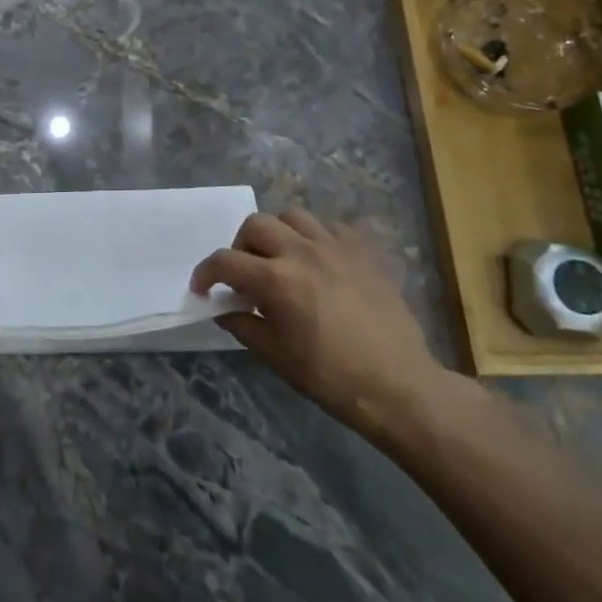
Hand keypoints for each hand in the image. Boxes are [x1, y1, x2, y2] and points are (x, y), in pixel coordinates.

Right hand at [192, 210, 448, 441]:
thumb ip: (244, 325)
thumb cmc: (331, 377)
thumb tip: (224, 310)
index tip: (203, 288)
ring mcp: (336, 247)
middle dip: (241, 246)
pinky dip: (315, 237)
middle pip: (256, 224)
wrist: (398, 386)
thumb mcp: (276, 357)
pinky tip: (318, 260)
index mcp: (276, 280)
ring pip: (293, 215)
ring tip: (280, 258)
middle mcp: (302, 252)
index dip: (206, 273)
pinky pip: (331, 227)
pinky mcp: (363, 252)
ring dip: (277, 232)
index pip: (225, 261)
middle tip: (245, 273)